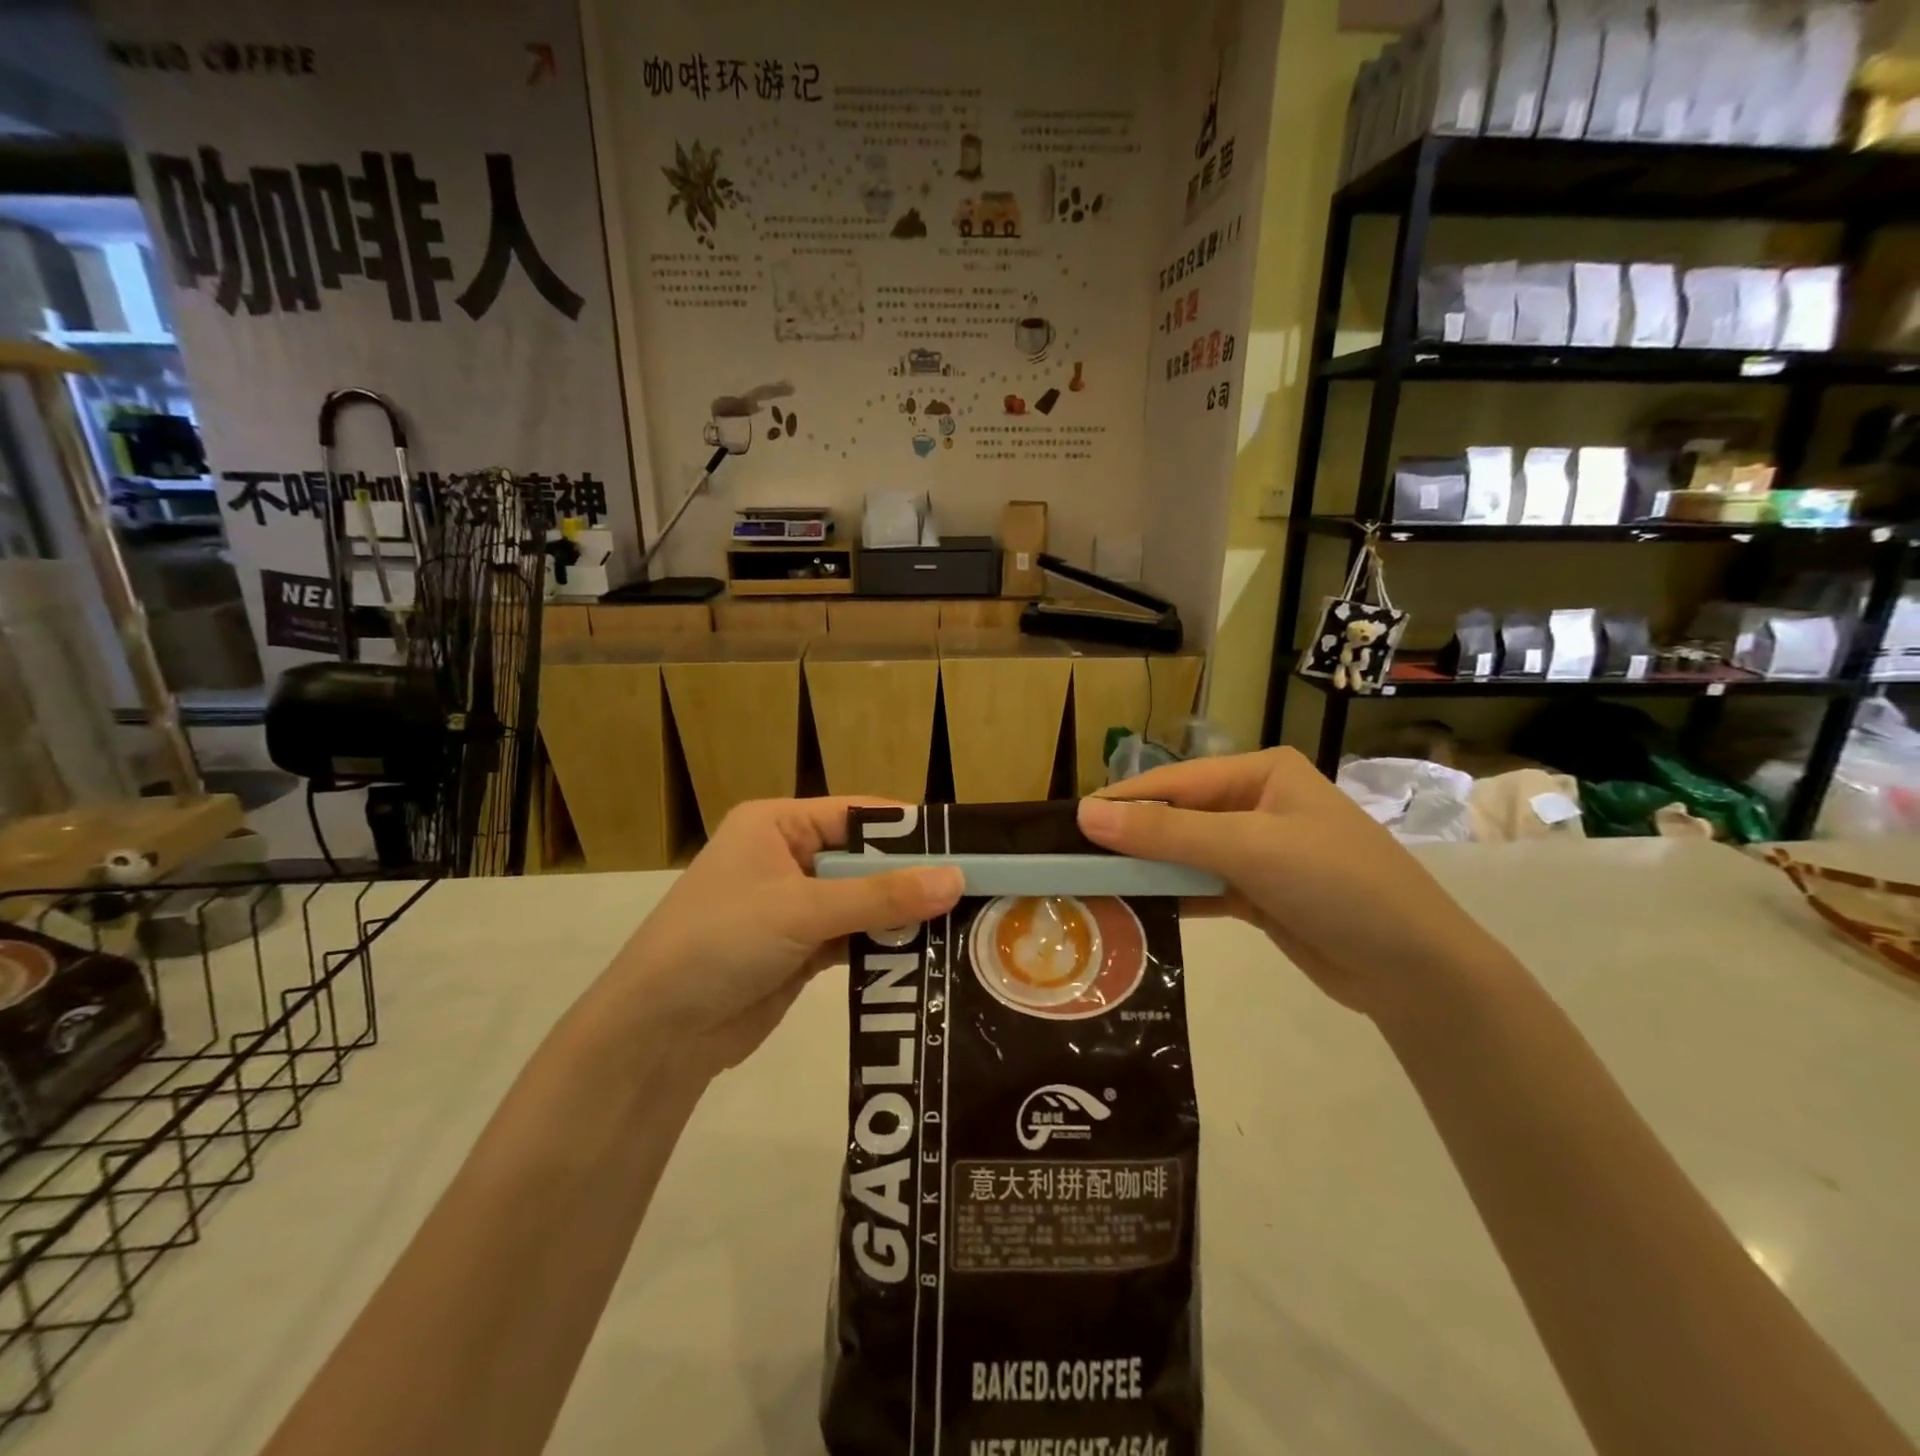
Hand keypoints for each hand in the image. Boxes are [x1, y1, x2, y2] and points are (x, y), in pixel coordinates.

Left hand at [607, 798, 962, 1075]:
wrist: (658, 1032)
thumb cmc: (721, 942)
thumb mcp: (802, 910)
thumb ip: (880, 896)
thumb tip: (956, 879)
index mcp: (777, 824)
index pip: (858, 814)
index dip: (911, 830)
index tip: (967, 845)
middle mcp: (789, 857)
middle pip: (865, 859)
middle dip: (912, 877)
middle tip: (976, 890)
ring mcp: (796, 906)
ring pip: (864, 900)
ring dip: (902, 915)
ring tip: (963, 922)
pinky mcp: (802, 949)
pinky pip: (855, 937)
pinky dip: (885, 944)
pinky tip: (927, 953)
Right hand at [1075, 748, 1499, 1020]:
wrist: (1415, 968)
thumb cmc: (1336, 884)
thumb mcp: (1248, 849)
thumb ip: (1166, 834)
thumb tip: (1085, 814)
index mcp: (1261, 773)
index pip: (1175, 782)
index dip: (1123, 802)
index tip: (1069, 823)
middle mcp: (1257, 804)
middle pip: (1178, 817)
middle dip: (1131, 839)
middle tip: (1073, 860)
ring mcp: (1258, 851)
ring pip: (1186, 853)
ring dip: (1147, 870)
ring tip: (1093, 885)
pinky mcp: (1258, 893)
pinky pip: (1201, 885)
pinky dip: (1172, 895)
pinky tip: (1135, 908)